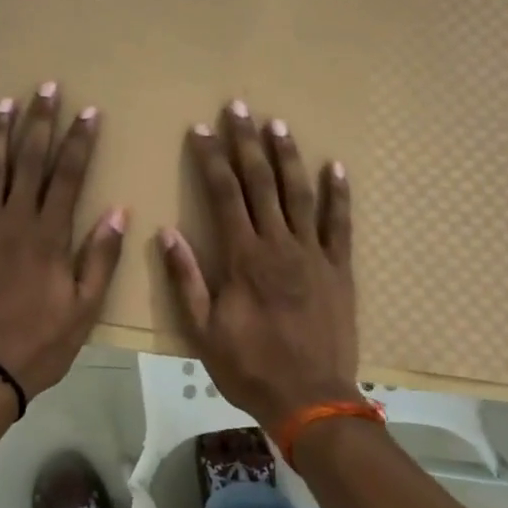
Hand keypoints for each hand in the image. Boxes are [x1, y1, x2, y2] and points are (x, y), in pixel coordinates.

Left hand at [0, 83, 126, 401]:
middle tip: (46, 88)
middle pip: (28, 160)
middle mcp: (13, 221)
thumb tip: (117, 211)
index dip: (79, 141)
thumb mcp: (85, 307)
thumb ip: (101, 257)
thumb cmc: (40, 342)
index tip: (88, 111)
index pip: (68, 175)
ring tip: (5, 103)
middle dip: (39, 121)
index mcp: (48, 236)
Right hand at [159, 102, 361, 430]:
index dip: (211, 158)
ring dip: (287, 156)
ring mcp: (313, 253)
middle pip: (260, 182)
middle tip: (240, 107)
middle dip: (247, 142)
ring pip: (299, 193)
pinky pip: (339, 224)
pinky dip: (338, 195)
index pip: (224, 194)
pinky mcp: (339, 268)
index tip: (202, 128)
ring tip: (278, 124)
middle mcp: (278, 244)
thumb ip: (186, 279)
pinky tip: (335, 167)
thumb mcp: (203, 330)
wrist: (311, 399)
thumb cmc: (250, 366)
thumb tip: (167, 232)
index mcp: (243, 257)